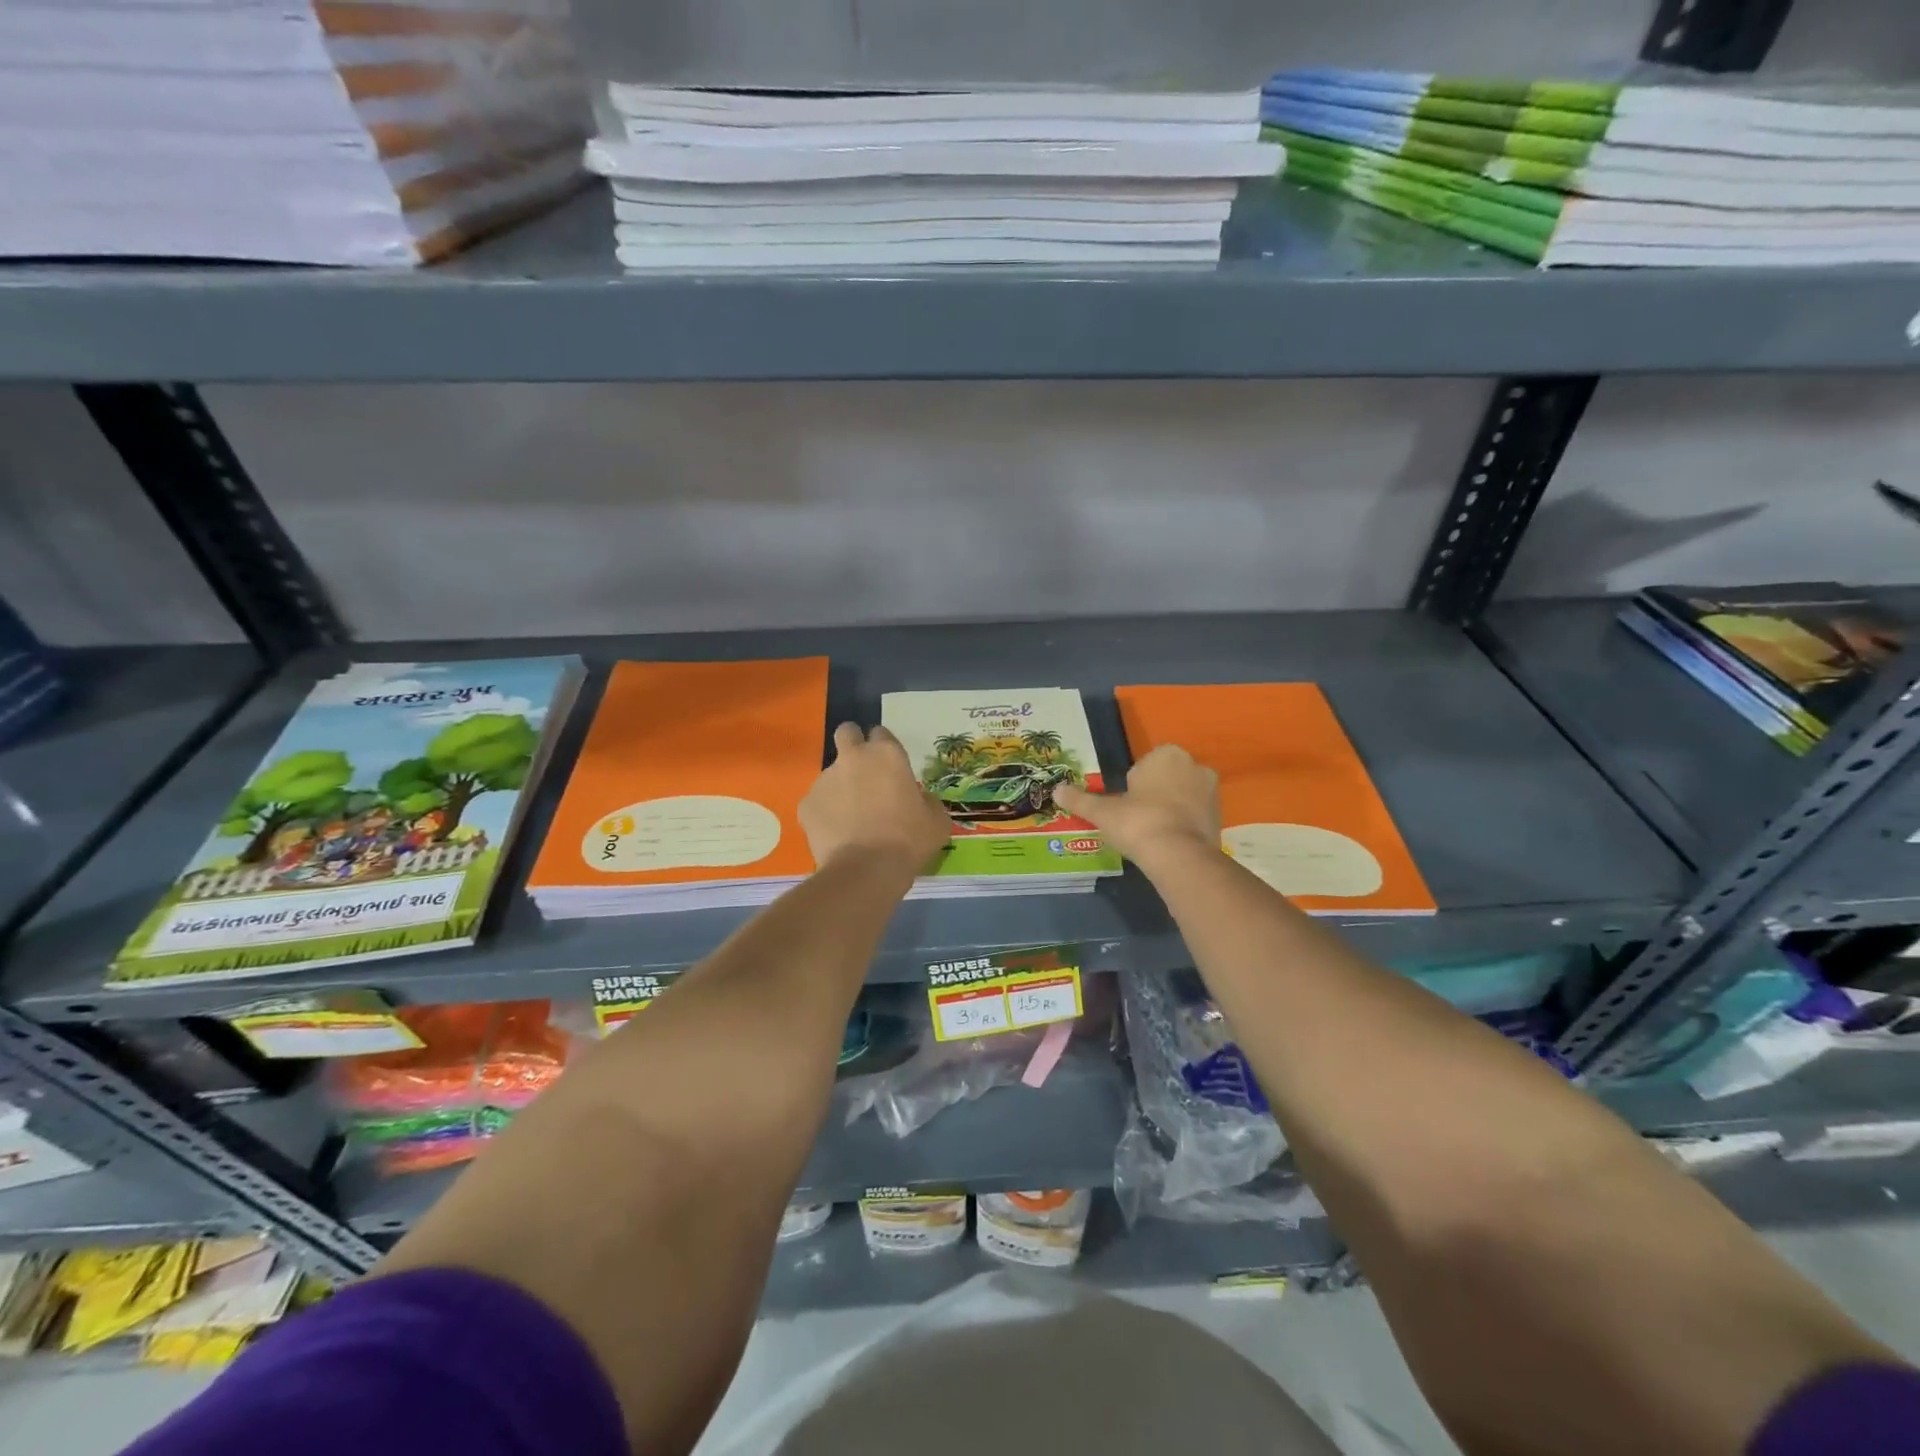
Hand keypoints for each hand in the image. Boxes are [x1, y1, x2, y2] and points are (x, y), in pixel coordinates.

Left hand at [800, 723, 951, 870]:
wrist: (866, 871)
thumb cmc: (908, 841)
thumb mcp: (937, 820)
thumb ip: (926, 800)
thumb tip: (918, 799)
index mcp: (887, 754)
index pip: (881, 732)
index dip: (884, 747)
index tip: (890, 766)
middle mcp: (853, 758)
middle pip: (847, 733)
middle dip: (853, 744)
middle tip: (863, 772)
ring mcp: (825, 779)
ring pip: (832, 773)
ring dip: (841, 786)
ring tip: (852, 818)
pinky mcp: (806, 804)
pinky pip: (818, 802)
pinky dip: (826, 813)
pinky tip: (838, 834)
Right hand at [1055, 744, 1219, 866]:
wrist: (1177, 855)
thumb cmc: (1138, 822)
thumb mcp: (1103, 812)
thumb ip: (1080, 800)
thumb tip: (1055, 790)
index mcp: (1167, 755)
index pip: (1146, 764)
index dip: (1134, 784)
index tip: (1126, 804)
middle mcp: (1194, 766)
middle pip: (1167, 778)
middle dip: (1155, 793)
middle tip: (1136, 818)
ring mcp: (1212, 792)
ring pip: (1184, 796)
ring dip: (1171, 808)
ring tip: (1152, 832)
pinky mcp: (1221, 817)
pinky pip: (1196, 815)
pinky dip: (1184, 825)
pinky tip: (1168, 842)